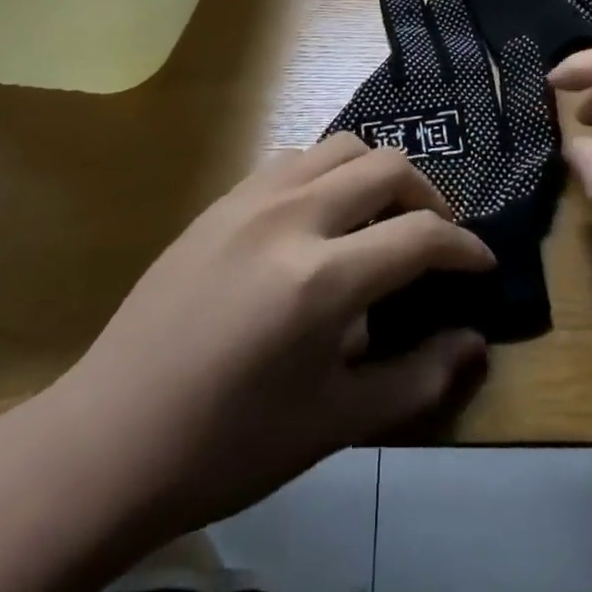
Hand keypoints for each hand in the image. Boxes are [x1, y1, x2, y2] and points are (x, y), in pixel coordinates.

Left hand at [48, 136, 493, 536]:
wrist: (110, 437)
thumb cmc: (228, 445)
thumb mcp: (334, 424)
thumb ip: (416, 379)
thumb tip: (474, 343)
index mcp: (321, 279)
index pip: (420, 235)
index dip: (464, 248)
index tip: (481, 265)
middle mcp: (291, 217)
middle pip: (387, 167)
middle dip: (429, 197)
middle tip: (436, 240)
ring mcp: (251, 199)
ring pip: (341, 146)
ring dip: (378, 175)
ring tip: (383, 219)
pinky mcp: (222, 200)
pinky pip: (295, 159)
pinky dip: (329, 174)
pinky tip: (322, 219)